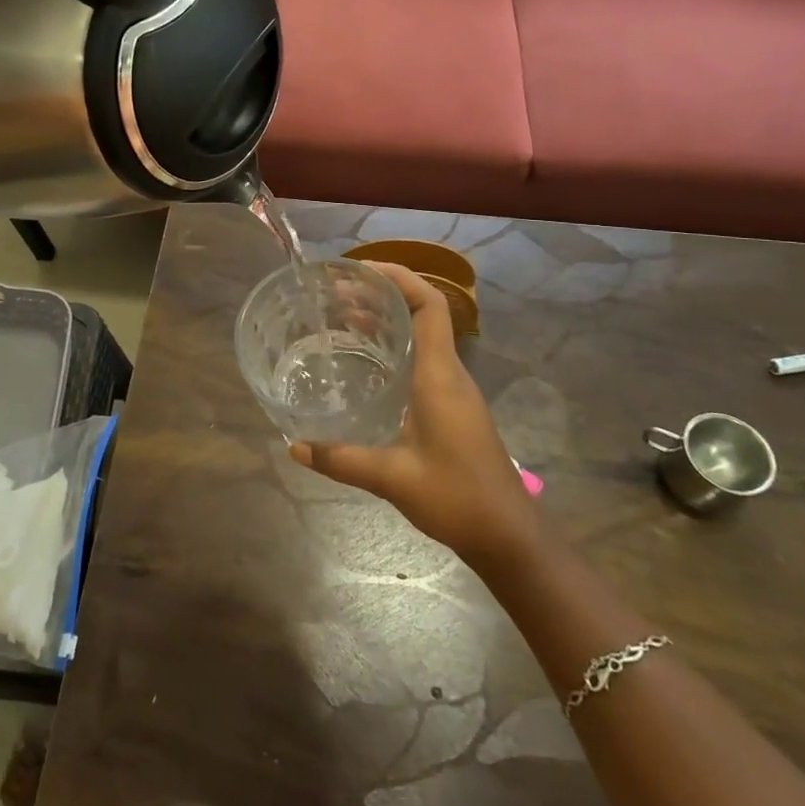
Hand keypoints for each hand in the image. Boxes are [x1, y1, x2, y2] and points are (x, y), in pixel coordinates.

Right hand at [290, 263, 537, 562]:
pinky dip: (395, 345)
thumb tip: (295, 446)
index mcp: (440, 375)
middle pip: (423, 312)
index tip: (360, 270)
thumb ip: (341, 459)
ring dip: (388, 319)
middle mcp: (450, 373)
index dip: (399, 277)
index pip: (429, 305)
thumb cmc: (456, 497)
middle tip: (337, 293)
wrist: (509, 535)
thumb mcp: (391, 478)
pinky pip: (424, 358)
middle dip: (383, 293)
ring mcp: (455, 389)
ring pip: (423, 335)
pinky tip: (367, 362)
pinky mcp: (454, 406)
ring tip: (344, 317)